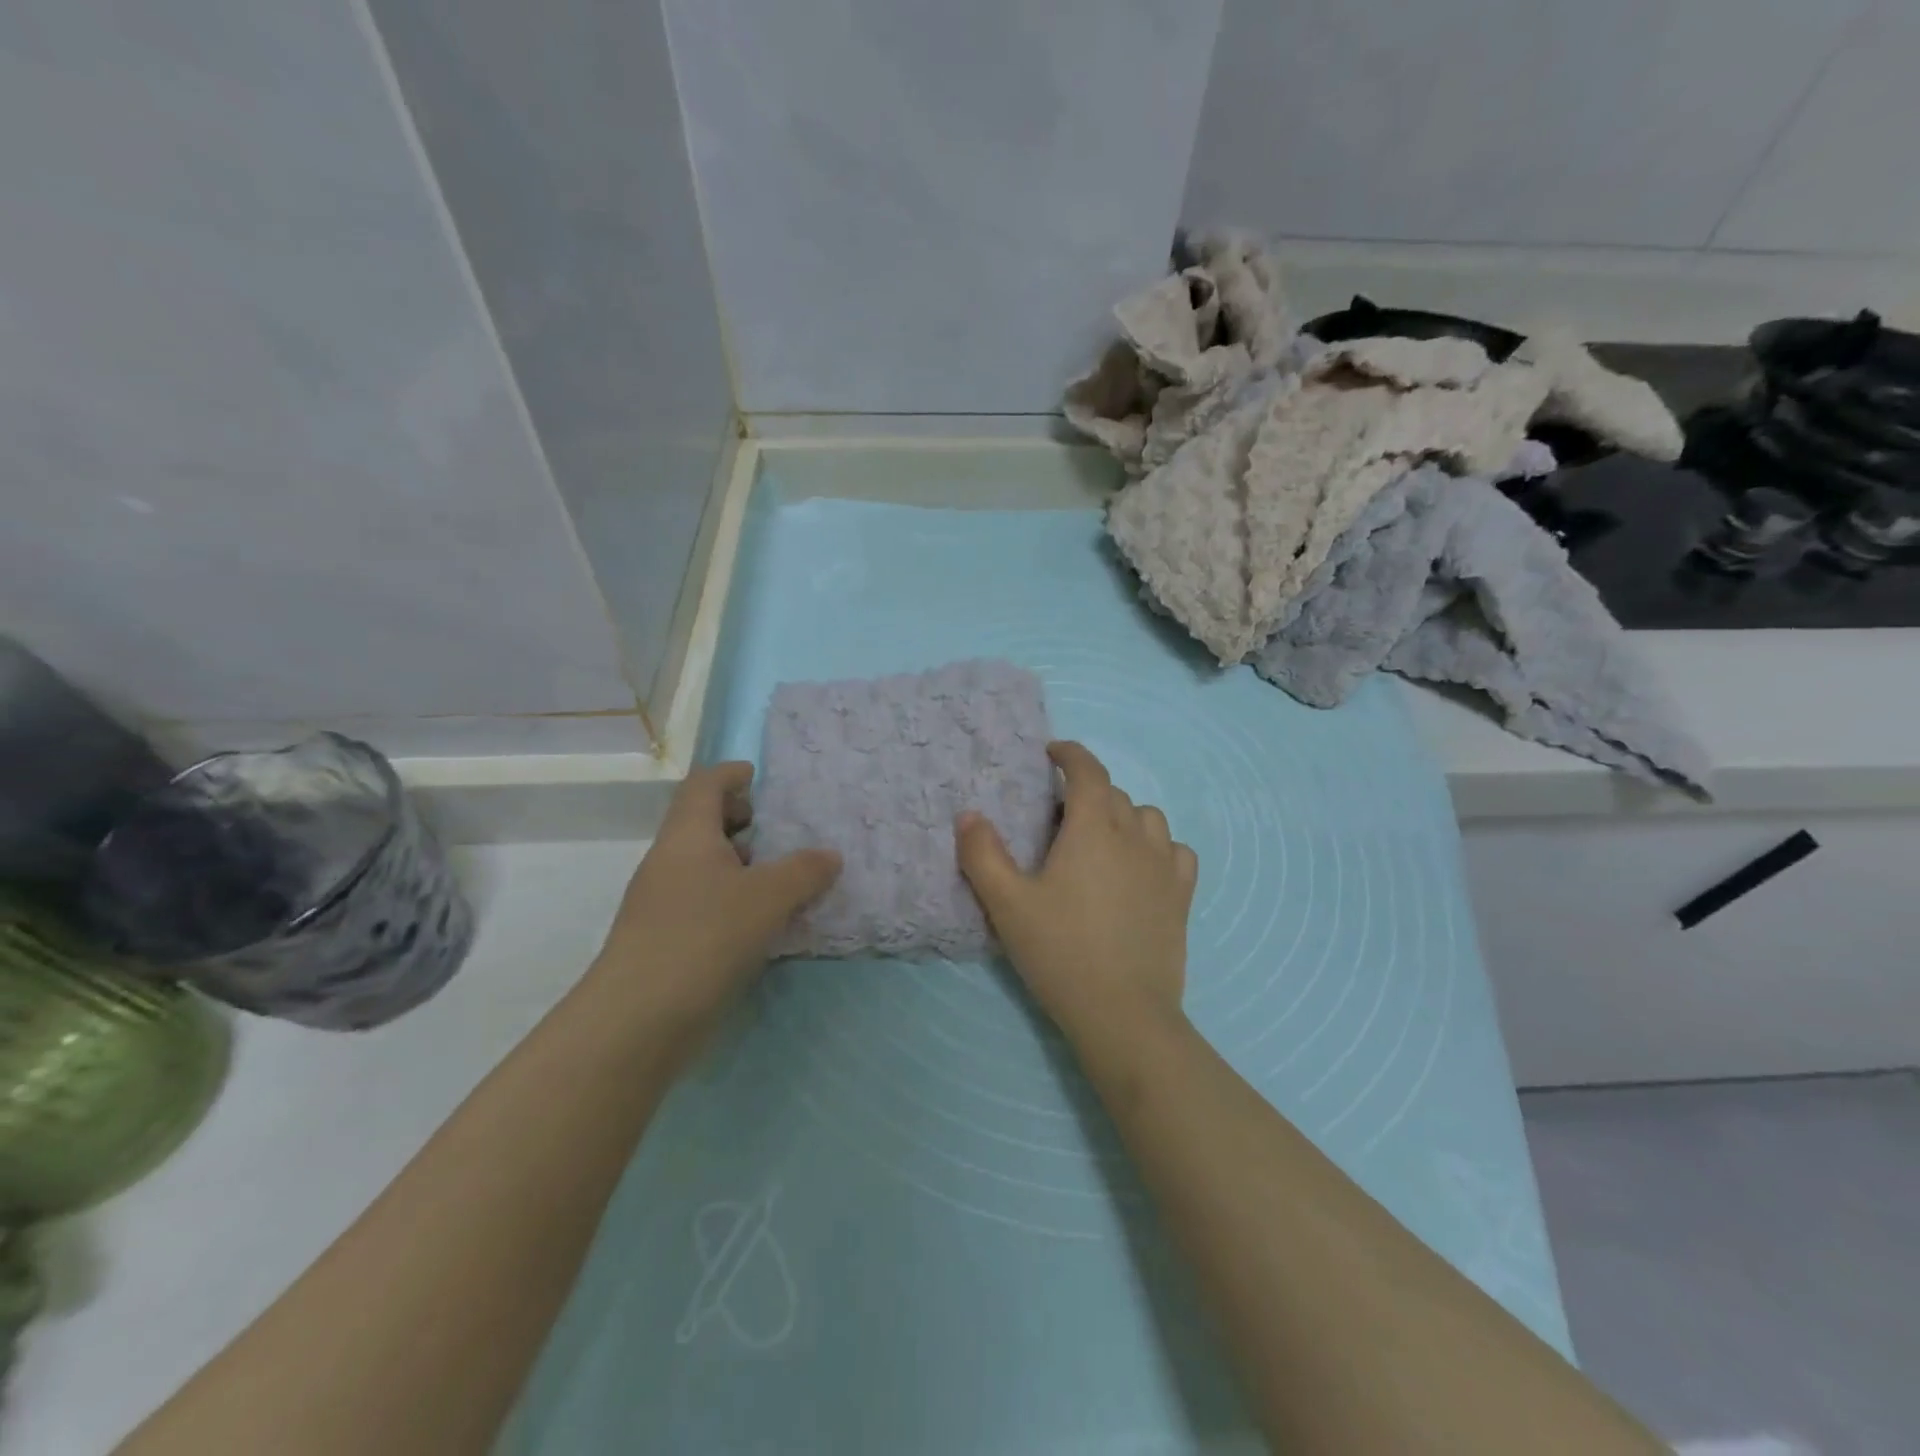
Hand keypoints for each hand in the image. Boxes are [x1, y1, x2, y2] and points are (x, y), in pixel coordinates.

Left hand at [590, 762, 839, 1050]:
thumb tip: (830, 855)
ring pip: (706, 866)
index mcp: (687, 836)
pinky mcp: (666, 940)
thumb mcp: (767, 898)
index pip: (704, 785)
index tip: (760, 777)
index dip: (731, 774)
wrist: (637, 1020)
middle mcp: (670, 862)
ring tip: (784, 878)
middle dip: (742, 821)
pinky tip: (764, 922)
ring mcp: (663, 903)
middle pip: (703, 823)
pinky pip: (705, 901)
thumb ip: (803, 871)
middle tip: (781, 832)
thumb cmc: (704, 937)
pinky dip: (735, 899)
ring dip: (742, 865)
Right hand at [955, 741, 1196, 1045]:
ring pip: (1148, 818)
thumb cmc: (1060, 951)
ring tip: (1101, 839)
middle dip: (1087, 791)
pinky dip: (1156, 846)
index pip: (1087, 770)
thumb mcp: (1007, 904)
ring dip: (1123, 815)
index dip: (1070, 754)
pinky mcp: (1182, 896)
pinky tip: (1142, 866)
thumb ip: (982, 855)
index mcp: (1092, 828)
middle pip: (1113, 794)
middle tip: (1059, 817)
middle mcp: (1134, 836)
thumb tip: (969, 815)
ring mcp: (1165, 866)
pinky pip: (1175, 851)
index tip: (1052, 753)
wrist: (1122, 1013)